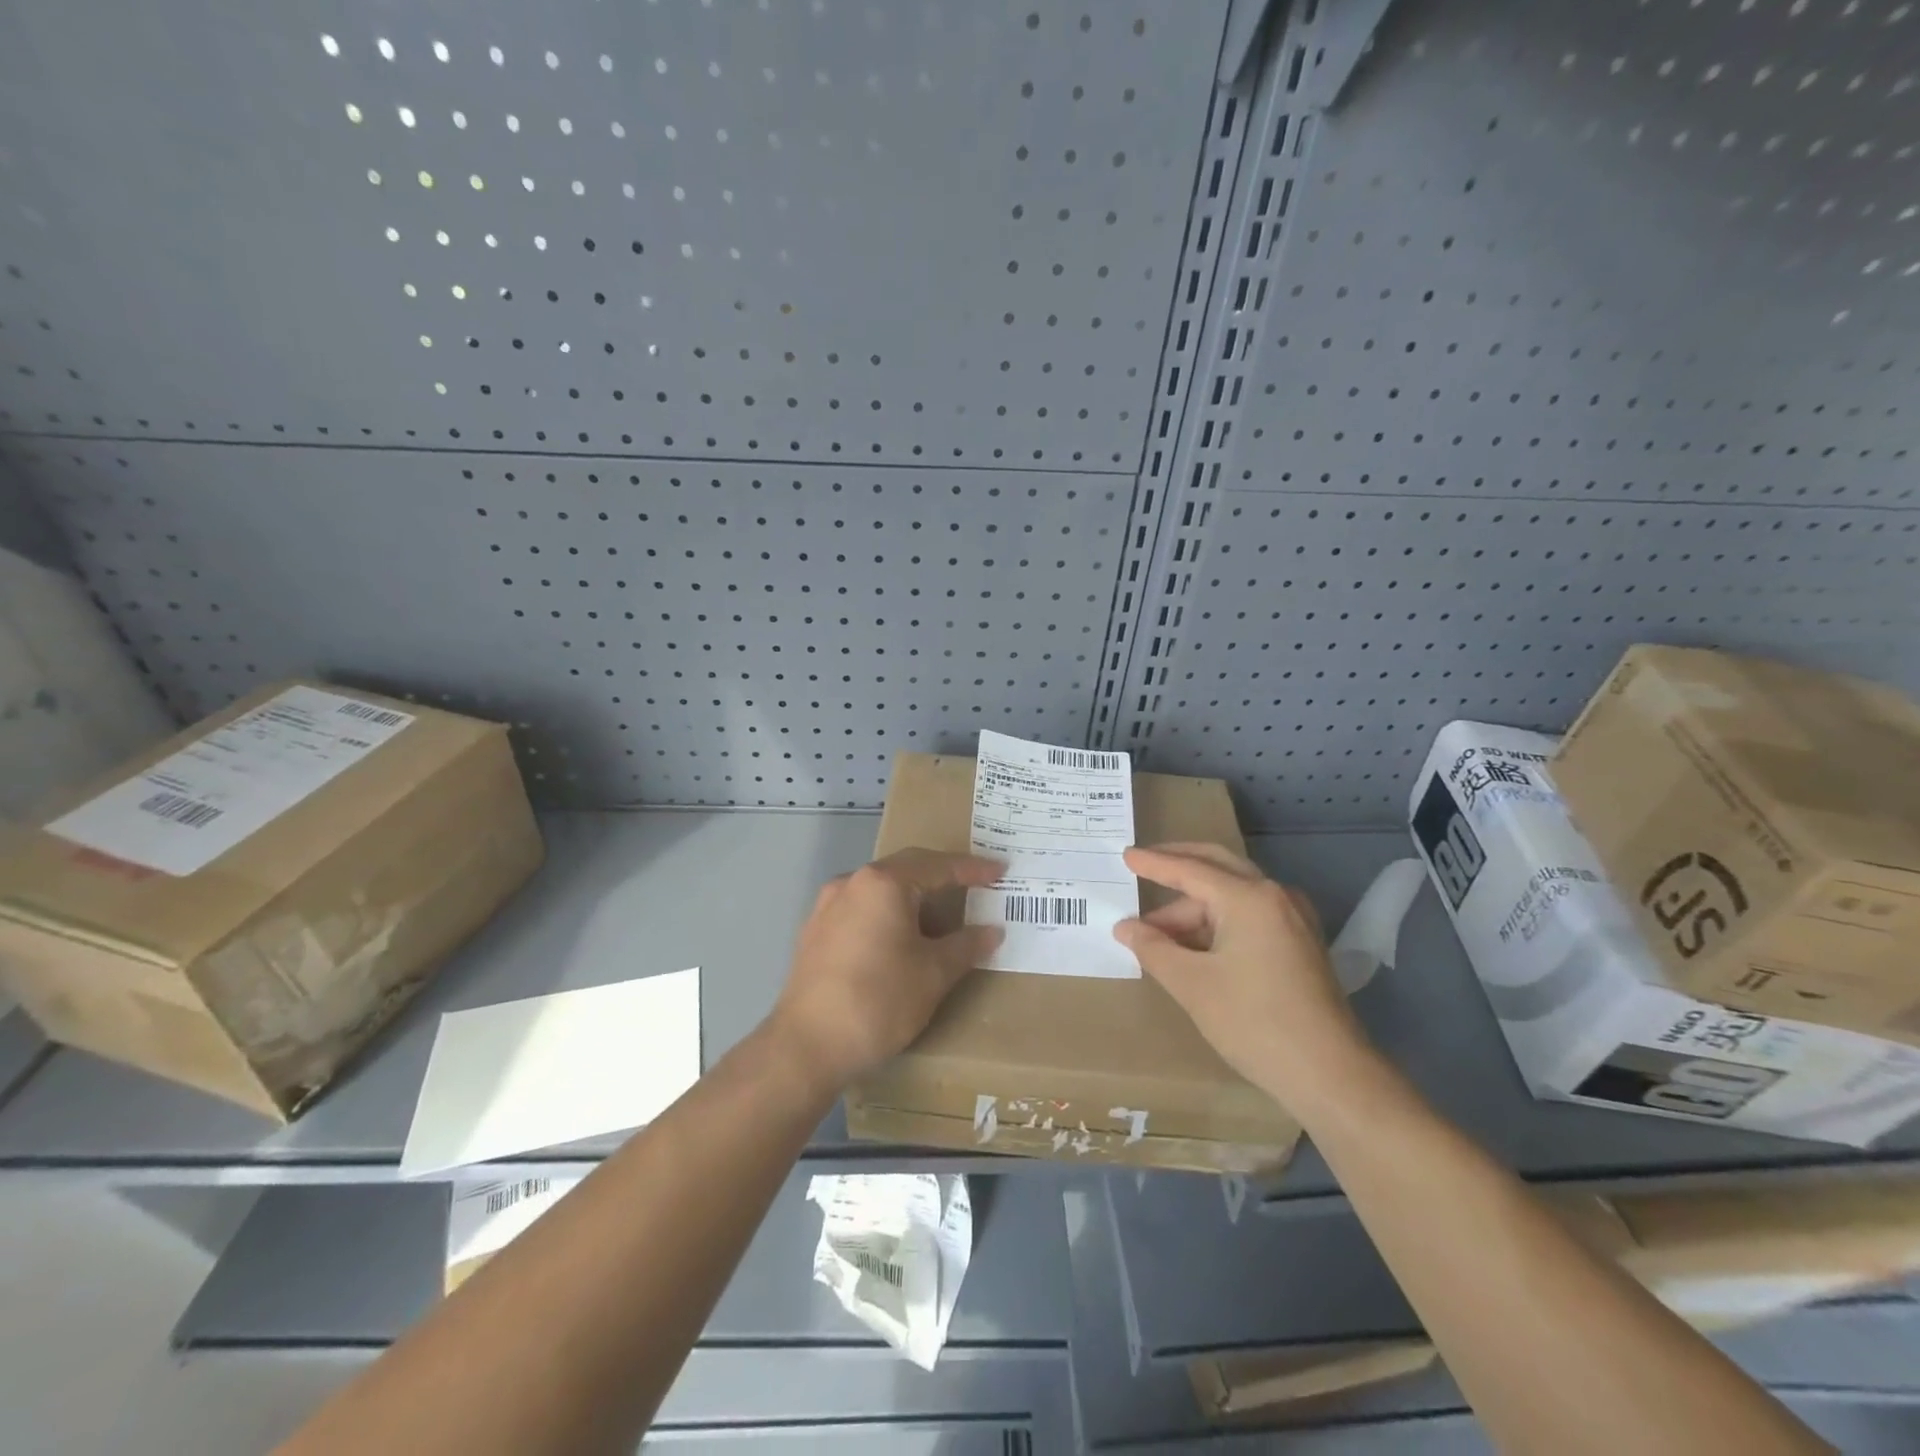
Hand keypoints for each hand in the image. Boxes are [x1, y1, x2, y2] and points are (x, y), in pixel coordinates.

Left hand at [771, 848, 1004, 1089]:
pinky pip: (862, 909)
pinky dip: (889, 914)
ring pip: (881, 890)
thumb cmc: (878, 1001)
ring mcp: (827, 906)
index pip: (938, 866)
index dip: (973, 869)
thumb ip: (966, 945)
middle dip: (942, 877)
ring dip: (914, 898)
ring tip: (942, 916)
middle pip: (906, 869)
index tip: (1000, 871)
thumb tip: (992, 931)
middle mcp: (852, 883)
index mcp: (883, 883)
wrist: (806, 1048)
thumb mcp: (933, 974)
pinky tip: (902, 938)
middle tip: (976, 886)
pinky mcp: (815, 931)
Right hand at [1115, 842, 1374, 1110]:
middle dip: (1179, 865)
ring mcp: (1293, 919)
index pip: (1191, 870)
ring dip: (1195, 907)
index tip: (1126, 855)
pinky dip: (1218, 920)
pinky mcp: (1300, 943)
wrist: (1331, 1075)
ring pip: (1234, 896)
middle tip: (1143, 865)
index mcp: (1250, 898)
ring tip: (1157, 934)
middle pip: (1218, 867)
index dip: (1154, 864)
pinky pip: (1250, 915)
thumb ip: (1153, 949)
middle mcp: (1276, 897)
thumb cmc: (1254, 1022)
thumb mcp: (1192, 984)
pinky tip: (1193, 944)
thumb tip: (1126, 928)